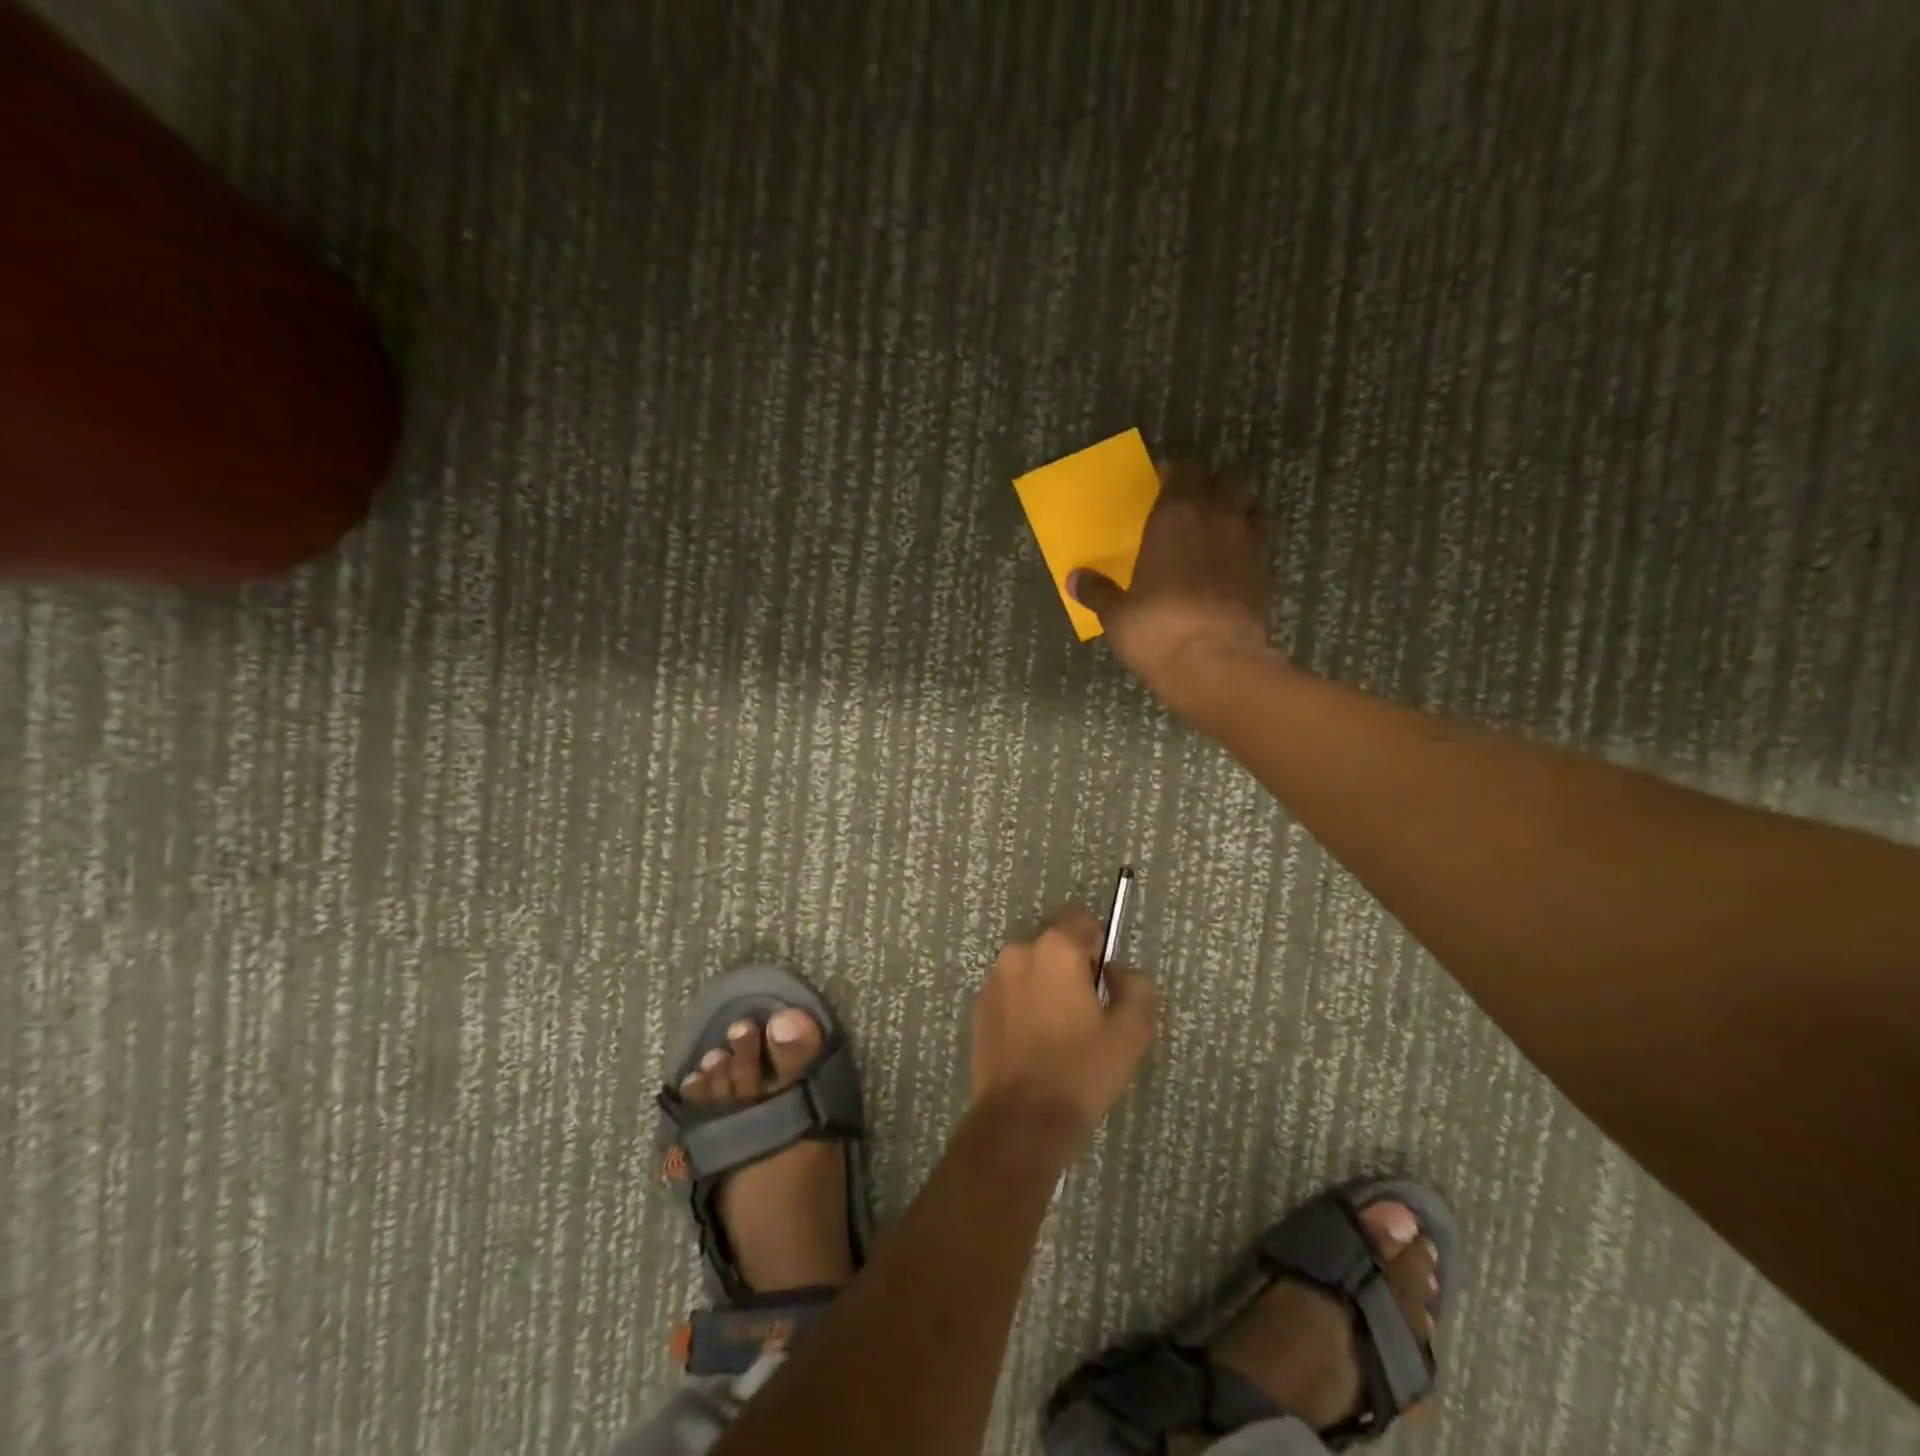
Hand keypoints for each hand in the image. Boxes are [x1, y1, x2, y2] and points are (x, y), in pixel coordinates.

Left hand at [971, 906, 1158, 1133]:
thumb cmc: (1081, 1071)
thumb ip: (1136, 987)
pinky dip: (1024, 1005)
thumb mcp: (1131, 1032)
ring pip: (1031, 968)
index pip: (1081, 919)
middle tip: (1085, 1012)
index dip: (1097, 945)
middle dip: (1071, 967)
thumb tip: (1116, 972)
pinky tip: (1035, 1044)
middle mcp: (1019, 952)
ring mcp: (994, 979)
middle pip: (1054, 944)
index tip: (1103, 982)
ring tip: (1059, 1032)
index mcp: (1055, 949)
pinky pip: (1011, 991)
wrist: (1021, 1121)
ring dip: (1046, 985)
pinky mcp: (980, 1006)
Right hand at [1068, 459, 1276, 713]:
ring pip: (1253, 505)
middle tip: (1196, 503)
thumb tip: (1074, 579)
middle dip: (1215, 484)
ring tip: (1221, 528)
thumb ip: (1098, 591)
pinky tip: (1233, 564)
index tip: (1164, 483)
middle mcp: (1217, 518)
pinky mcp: (1267, 572)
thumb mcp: (1116, 614)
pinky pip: (1261, 543)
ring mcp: (1249, 543)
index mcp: (1176, 515)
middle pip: (1230, 478)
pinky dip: (1249, 545)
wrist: (1213, 662)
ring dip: (1239, 510)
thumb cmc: (1155, 629)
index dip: (1176, 473)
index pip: (1185, 469)